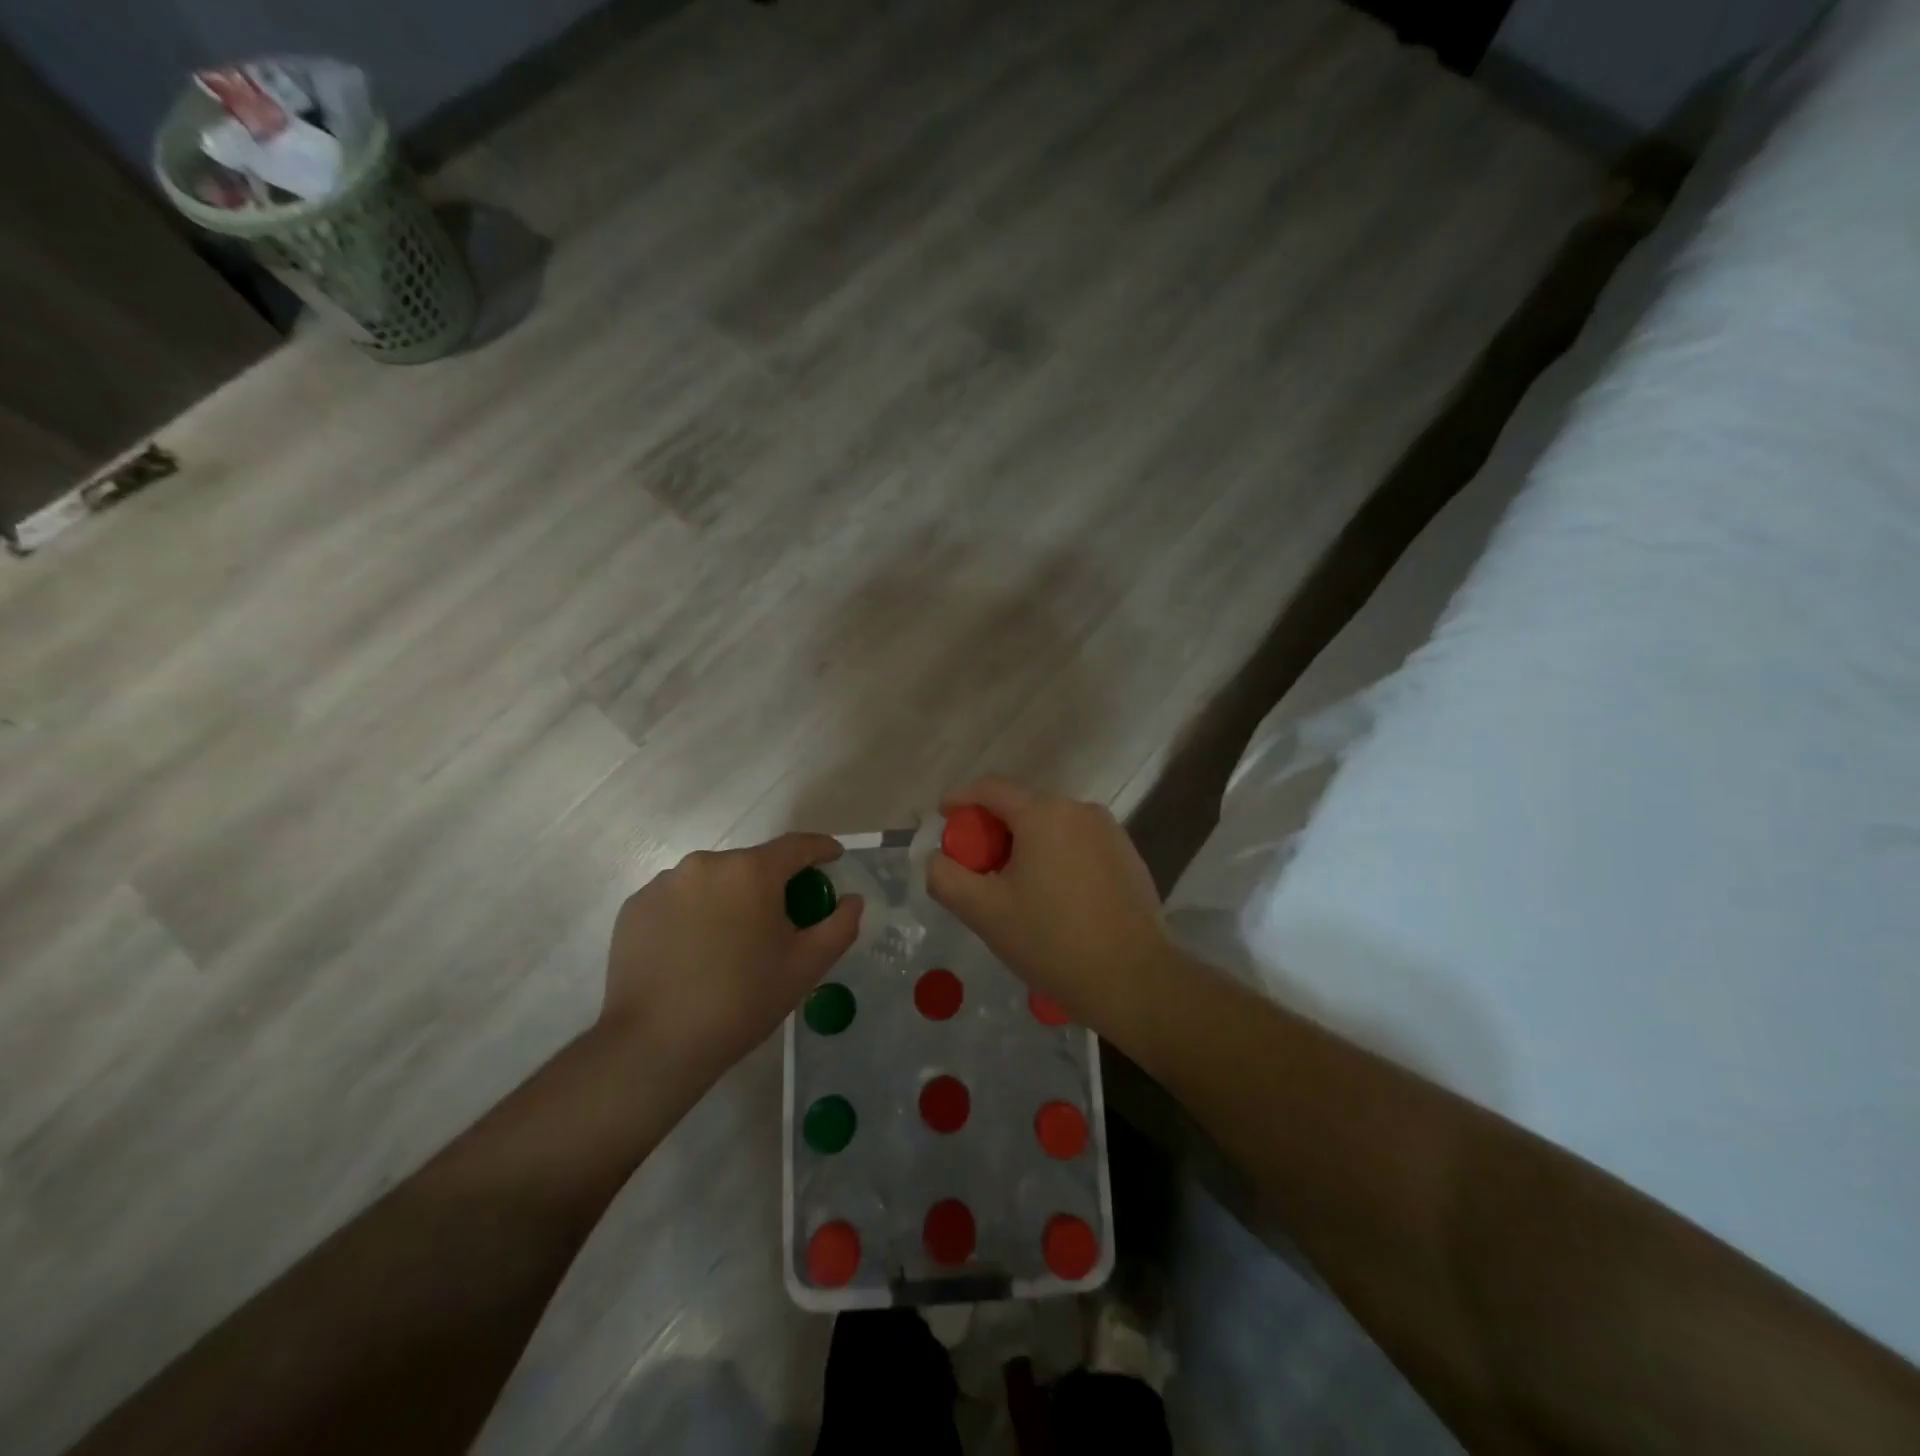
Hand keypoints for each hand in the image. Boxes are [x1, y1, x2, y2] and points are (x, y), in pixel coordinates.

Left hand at [600, 835, 862, 1089]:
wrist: (654, 1045)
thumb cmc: (742, 1001)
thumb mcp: (806, 967)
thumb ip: (840, 925)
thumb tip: (852, 900)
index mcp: (751, 871)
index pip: (797, 846)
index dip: (821, 849)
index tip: (834, 858)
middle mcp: (706, 864)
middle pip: (752, 865)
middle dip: (771, 884)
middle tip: (780, 920)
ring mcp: (665, 883)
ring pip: (712, 881)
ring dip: (729, 898)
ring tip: (731, 942)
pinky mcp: (635, 907)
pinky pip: (677, 899)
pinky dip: (693, 914)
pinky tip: (693, 952)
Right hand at [926, 778, 1170, 1030]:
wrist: (1134, 979)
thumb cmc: (1052, 941)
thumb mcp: (984, 912)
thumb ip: (946, 877)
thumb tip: (937, 858)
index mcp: (1044, 813)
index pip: (991, 788)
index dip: (960, 799)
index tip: (942, 817)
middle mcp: (1080, 810)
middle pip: (1022, 807)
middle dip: (992, 831)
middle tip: (975, 868)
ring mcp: (1109, 832)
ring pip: (1052, 827)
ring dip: (1025, 846)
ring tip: (1014, 889)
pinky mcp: (1128, 856)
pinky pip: (1078, 845)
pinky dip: (1055, 858)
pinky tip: (1053, 899)